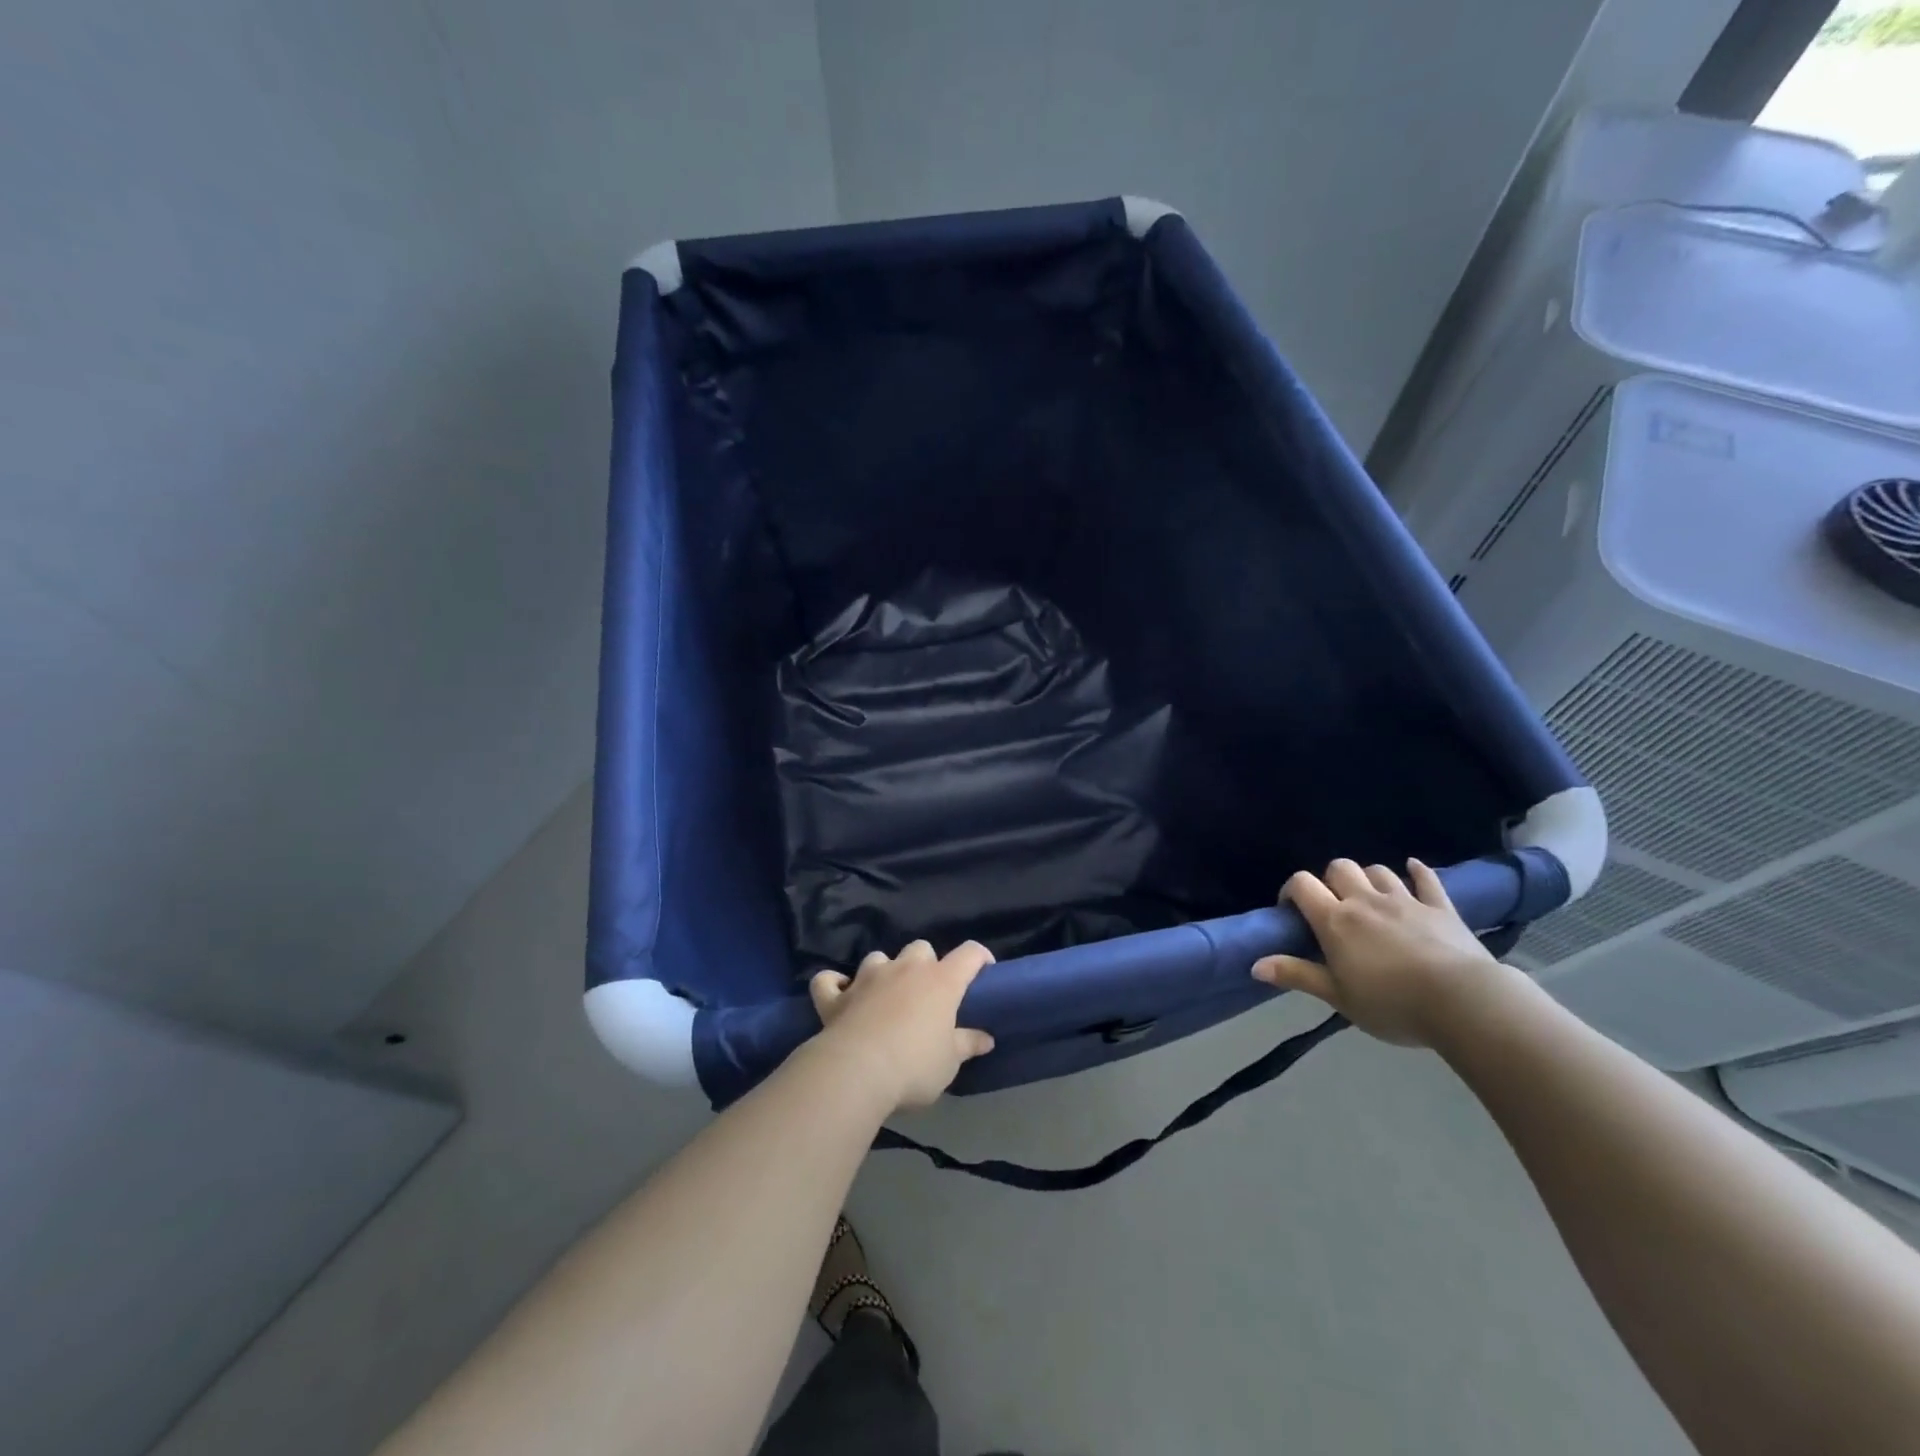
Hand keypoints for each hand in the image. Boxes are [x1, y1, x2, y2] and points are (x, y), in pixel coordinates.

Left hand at [809, 940, 996, 1110]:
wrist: (857, 1071)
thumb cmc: (914, 1066)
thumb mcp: (949, 1062)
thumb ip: (967, 1044)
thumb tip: (986, 1038)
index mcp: (941, 981)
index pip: (969, 954)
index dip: (979, 957)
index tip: (983, 969)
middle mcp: (905, 968)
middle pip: (920, 948)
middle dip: (924, 963)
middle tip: (926, 992)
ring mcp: (867, 977)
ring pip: (878, 957)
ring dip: (883, 971)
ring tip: (884, 994)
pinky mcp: (836, 995)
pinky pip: (829, 980)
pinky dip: (834, 984)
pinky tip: (838, 994)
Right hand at [1251, 858, 1506, 1047]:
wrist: (1464, 1002)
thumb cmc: (1392, 1003)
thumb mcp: (1338, 996)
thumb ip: (1297, 975)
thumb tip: (1254, 964)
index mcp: (1335, 920)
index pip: (1302, 884)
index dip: (1292, 890)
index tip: (1292, 910)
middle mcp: (1365, 901)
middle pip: (1339, 868)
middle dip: (1331, 880)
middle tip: (1333, 906)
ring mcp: (1405, 901)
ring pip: (1378, 871)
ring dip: (1368, 878)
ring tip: (1369, 897)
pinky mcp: (1441, 908)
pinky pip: (1426, 880)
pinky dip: (1417, 872)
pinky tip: (1412, 869)